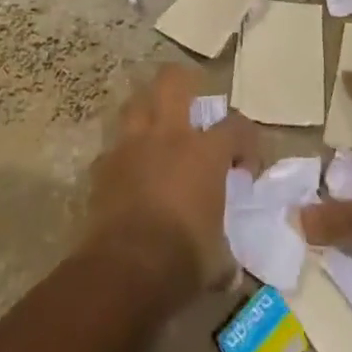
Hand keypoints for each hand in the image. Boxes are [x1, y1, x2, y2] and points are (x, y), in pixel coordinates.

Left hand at [83, 65, 257, 303]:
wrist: (125, 270)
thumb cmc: (182, 260)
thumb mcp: (218, 260)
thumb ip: (225, 250)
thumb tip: (229, 268)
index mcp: (204, 153)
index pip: (236, 127)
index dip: (247, 141)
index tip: (245, 166)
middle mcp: (168, 135)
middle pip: (173, 81)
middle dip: (184, 82)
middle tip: (191, 104)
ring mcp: (131, 145)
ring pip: (136, 103)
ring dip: (148, 109)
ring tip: (156, 128)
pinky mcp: (104, 164)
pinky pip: (115, 146)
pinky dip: (124, 154)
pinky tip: (128, 171)